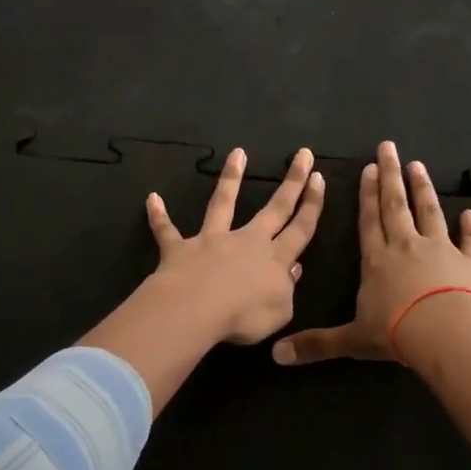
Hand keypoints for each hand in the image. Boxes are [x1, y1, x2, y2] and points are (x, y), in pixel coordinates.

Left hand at [146, 146, 324, 344]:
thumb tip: (293, 269)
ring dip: (231, 178)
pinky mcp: (180, 249)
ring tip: (238, 153)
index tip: (319, 178)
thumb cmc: (244, 316)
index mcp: (275, 259)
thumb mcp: (280, 312)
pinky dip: (159, 216)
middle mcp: (247, 241)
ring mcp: (212, 241)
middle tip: (302, 154)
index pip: (301, 228)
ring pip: (223, 203)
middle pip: (275, 208)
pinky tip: (151, 199)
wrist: (197, 311)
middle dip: (292, 181)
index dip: (312, 204)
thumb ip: (288, 289)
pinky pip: (167, 231)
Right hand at [272, 140, 470, 365]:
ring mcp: (441, 250)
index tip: (369, 169)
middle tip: (390, 148)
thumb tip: (276, 356)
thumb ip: (317, 344)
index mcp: (377, 260)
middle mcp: (407, 246)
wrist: (446, 333)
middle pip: (397, 205)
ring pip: (430, 212)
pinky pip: (470, 241)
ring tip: (419, 166)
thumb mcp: (352, 340)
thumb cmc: (395, 333)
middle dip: (391, 176)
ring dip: (423, 189)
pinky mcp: (470, 263)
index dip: (367, 195)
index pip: (369, 220)